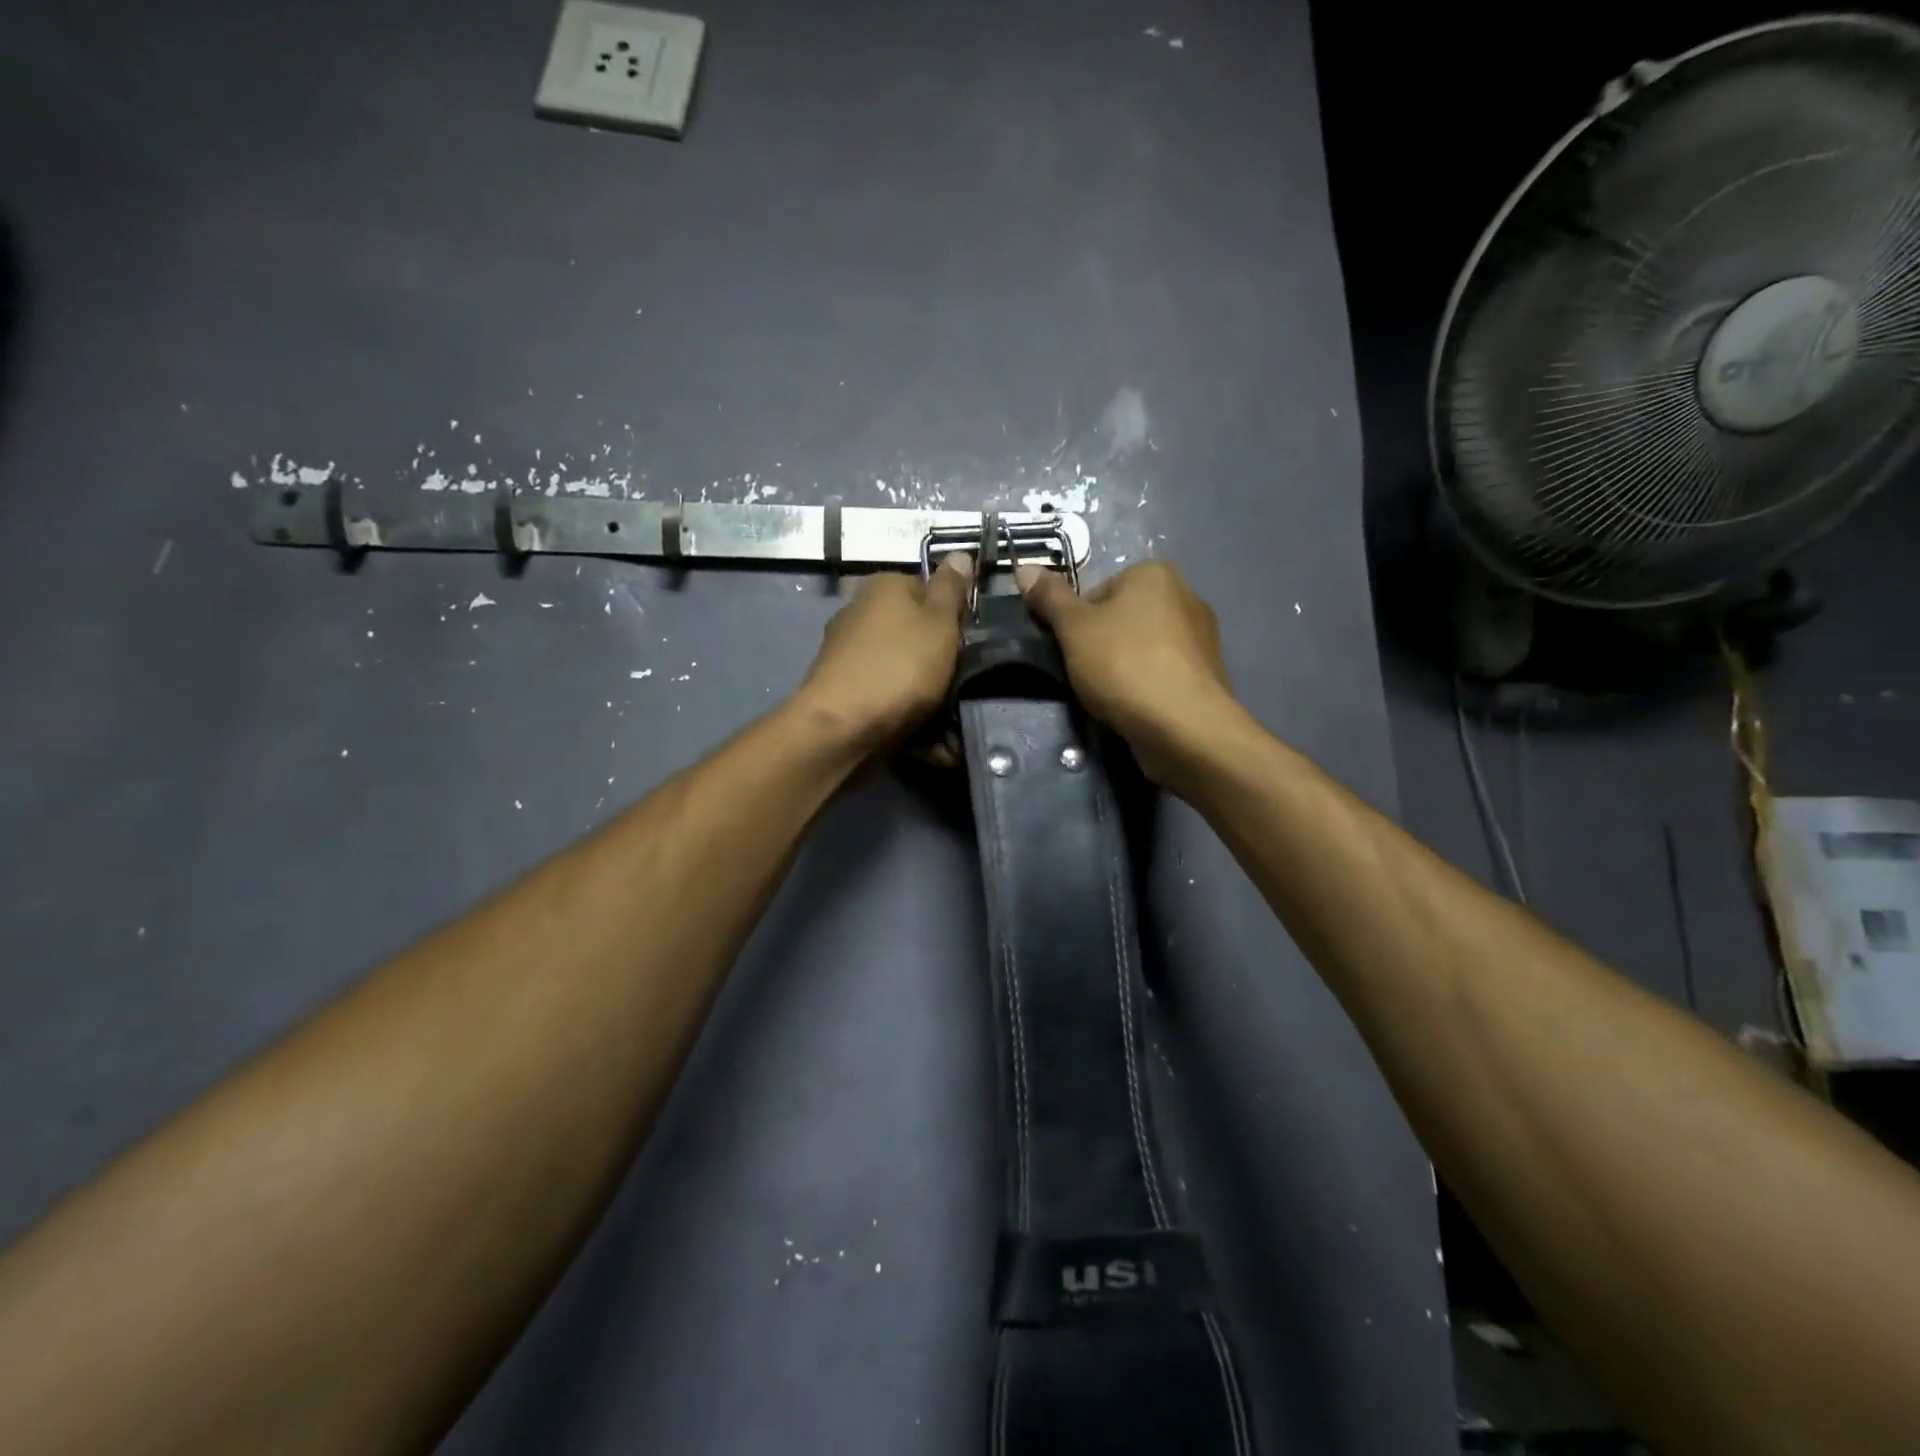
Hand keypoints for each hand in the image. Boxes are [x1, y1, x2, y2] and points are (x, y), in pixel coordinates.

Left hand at [793, 554, 973, 753]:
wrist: (841, 725)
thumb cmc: (899, 666)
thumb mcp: (939, 622)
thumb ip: (952, 590)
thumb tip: (959, 553)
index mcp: (884, 587)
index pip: (929, 590)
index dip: (955, 617)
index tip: (970, 644)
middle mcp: (861, 613)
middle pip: (916, 633)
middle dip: (941, 660)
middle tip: (964, 684)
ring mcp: (848, 653)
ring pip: (903, 670)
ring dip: (928, 695)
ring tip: (953, 724)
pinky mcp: (844, 690)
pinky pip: (887, 698)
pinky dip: (908, 716)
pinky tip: (932, 743)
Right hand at [1016, 560, 1240, 787]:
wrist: (1183, 726)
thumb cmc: (1124, 665)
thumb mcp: (1074, 628)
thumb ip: (1049, 598)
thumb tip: (1024, 568)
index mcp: (1155, 574)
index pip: (1097, 592)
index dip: (1075, 623)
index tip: (1069, 651)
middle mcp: (1186, 596)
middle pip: (1121, 619)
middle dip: (1100, 646)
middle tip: (1085, 675)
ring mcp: (1202, 638)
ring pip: (1142, 649)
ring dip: (1123, 669)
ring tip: (1110, 697)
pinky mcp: (1207, 676)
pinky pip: (1162, 674)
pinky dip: (1146, 688)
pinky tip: (1136, 708)